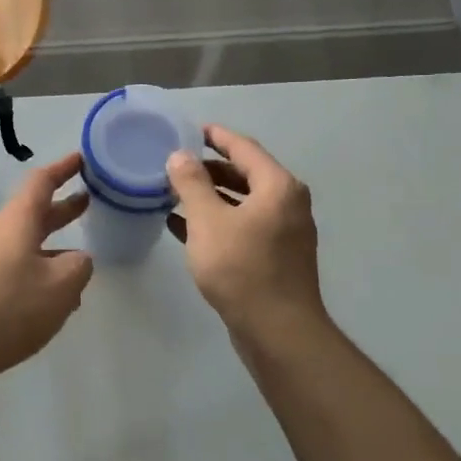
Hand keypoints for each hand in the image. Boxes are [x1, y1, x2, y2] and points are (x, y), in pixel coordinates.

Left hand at [0, 152, 94, 389]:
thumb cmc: (9, 306)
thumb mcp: (60, 284)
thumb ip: (79, 266)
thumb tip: (77, 260)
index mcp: (18, 221)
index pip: (42, 181)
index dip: (63, 168)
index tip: (83, 158)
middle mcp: (3, 236)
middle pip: (36, 212)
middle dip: (64, 207)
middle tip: (91, 199)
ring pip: (31, 246)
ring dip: (57, 245)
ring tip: (87, 256)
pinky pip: (24, 273)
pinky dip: (46, 276)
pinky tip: (63, 299)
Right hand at [167, 126, 329, 340]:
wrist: (277, 330)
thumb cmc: (241, 268)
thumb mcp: (208, 221)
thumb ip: (191, 184)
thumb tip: (179, 155)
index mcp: (277, 187)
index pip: (244, 148)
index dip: (216, 136)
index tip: (189, 130)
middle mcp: (287, 204)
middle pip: (245, 173)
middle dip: (209, 168)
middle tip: (175, 165)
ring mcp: (283, 232)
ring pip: (241, 202)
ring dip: (210, 196)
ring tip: (174, 194)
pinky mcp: (275, 257)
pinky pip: (242, 226)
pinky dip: (216, 221)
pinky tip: (183, 227)